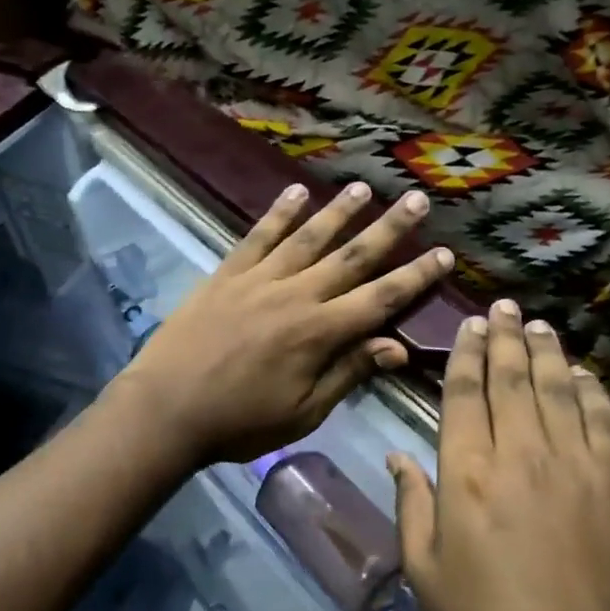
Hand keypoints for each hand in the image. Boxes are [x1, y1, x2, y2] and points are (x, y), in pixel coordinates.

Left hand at [113, 181, 453, 466]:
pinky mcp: (227, 274)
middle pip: (352, 256)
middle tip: (417, 201)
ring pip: (309, 237)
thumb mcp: (303, 412)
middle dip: (389, 229)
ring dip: (339, 211)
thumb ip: (349, 373)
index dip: (416, 276)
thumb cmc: (240, 422)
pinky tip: (297, 192)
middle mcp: (296, 295)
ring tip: (364, 188)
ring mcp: (259, 279)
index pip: (381, 298)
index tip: (444, 254)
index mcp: (320, 333)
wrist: (166, 409)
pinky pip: (259, 236)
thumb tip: (397, 347)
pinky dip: (279, 212)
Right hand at [389, 302, 609, 610]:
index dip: (465, 354)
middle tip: (502, 306)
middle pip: (511, 377)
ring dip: (545, 350)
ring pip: (556, 386)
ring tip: (537, 324)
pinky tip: (581, 373)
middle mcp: (520, 452)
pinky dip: (590, 388)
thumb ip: (410, 504)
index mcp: (467, 473)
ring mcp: (573, 461)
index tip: (468, 326)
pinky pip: (602, 416)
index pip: (464, 394)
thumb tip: (397, 455)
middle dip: (504, 336)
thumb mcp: (425, 571)